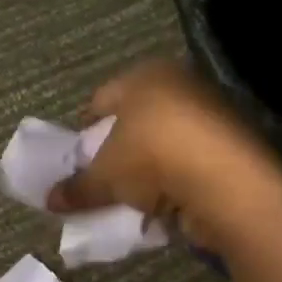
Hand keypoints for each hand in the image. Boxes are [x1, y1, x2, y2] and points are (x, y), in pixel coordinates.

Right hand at [45, 61, 281, 249]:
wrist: (226, 181)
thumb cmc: (153, 157)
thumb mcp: (106, 176)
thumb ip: (79, 187)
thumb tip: (50, 200)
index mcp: (146, 75)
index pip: (102, 99)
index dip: (85, 130)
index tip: (76, 159)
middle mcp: (180, 85)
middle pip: (136, 120)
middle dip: (118, 150)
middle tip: (103, 179)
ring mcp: (211, 113)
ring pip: (165, 142)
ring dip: (149, 169)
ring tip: (132, 198)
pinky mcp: (232, 145)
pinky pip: (190, 162)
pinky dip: (176, 181)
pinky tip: (165, 205)